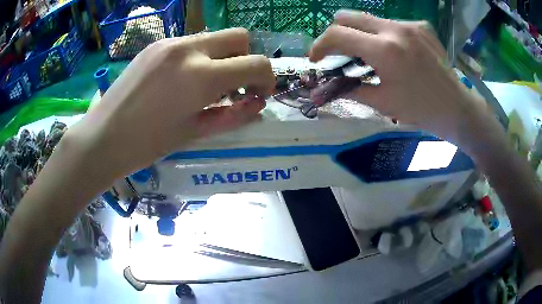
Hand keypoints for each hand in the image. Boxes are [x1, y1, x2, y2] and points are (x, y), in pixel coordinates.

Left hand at [67, 28, 275, 178]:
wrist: (104, 137)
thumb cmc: (148, 144)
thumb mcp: (196, 132)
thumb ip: (233, 115)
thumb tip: (257, 104)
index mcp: (201, 75)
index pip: (256, 63)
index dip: (266, 78)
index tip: (259, 93)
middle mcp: (189, 48)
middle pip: (240, 36)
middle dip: (247, 59)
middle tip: (236, 84)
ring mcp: (170, 42)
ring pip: (214, 38)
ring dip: (222, 57)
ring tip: (207, 85)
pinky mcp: (156, 44)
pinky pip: (190, 43)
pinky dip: (199, 57)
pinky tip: (183, 79)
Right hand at [309, 10, 492, 145]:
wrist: (456, 108)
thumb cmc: (421, 110)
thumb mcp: (383, 103)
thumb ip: (351, 89)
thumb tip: (328, 88)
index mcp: (384, 50)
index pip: (337, 35)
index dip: (319, 45)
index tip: (316, 58)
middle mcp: (394, 29)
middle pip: (348, 16)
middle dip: (336, 33)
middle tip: (339, 52)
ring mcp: (409, 25)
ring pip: (369, 19)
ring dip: (360, 33)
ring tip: (369, 54)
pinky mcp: (421, 26)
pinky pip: (391, 23)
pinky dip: (384, 35)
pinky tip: (395, 52)